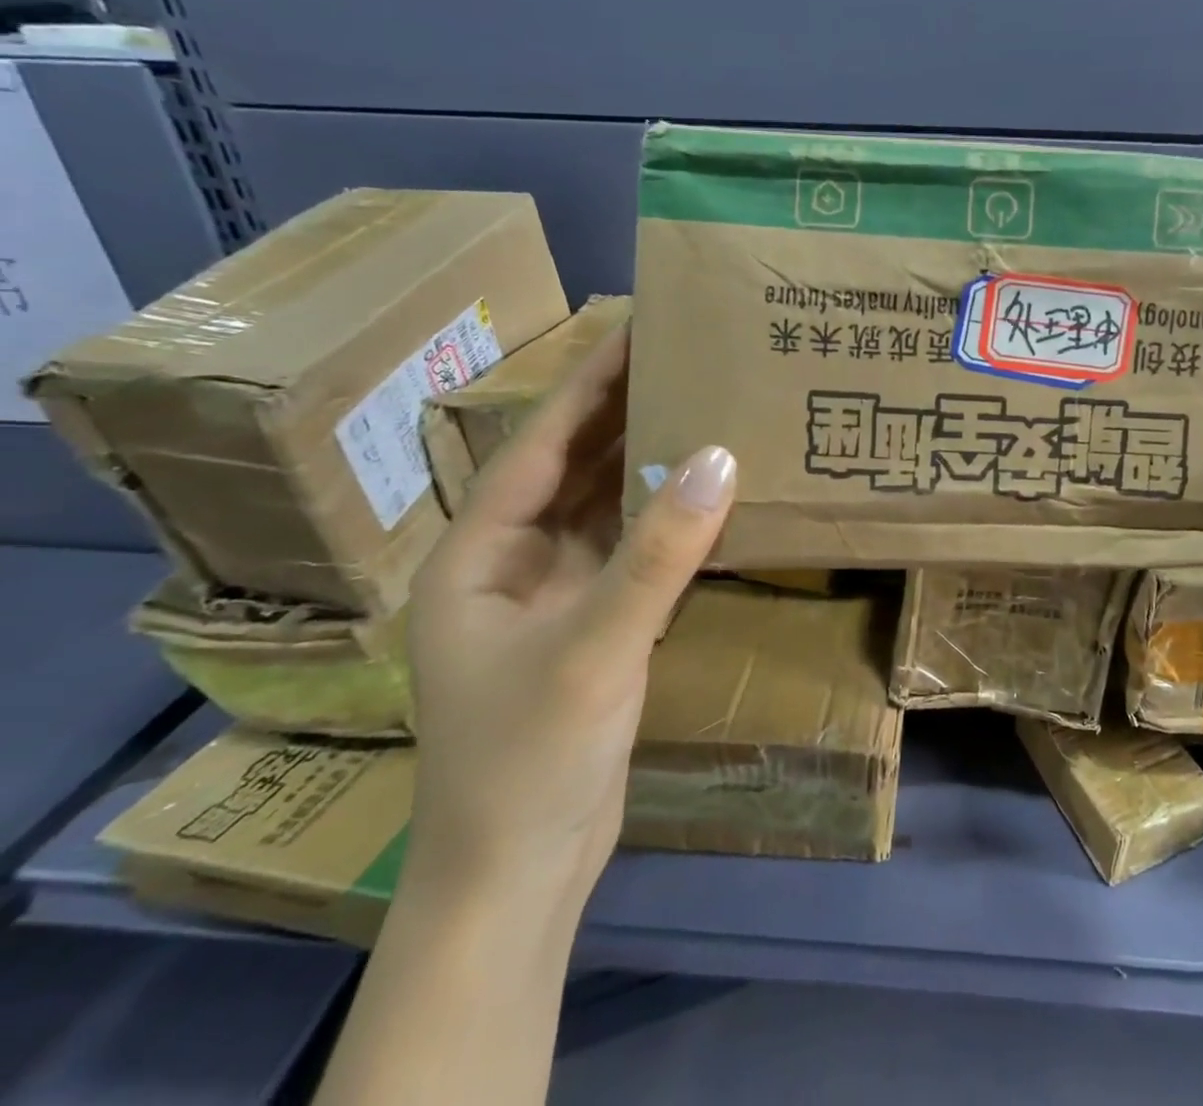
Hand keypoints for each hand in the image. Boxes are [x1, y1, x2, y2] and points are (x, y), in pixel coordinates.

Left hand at [405, 324, 735, 910]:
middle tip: (684, 356)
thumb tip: (722, 456)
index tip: (636, 329)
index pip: (538, 444)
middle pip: (572, 467)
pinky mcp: (593, 624)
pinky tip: (708, 490)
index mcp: (480, 552)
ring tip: (703, 404)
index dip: (587, 385)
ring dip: (648, 461)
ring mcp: (554, 594)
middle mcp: (511, 560)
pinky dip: (667, 518)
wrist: (519, 875)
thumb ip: (658, 553)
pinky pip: (633, 549)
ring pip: (605, 506)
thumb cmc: (527, 758)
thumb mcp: (594, 648)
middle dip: (622, 412)